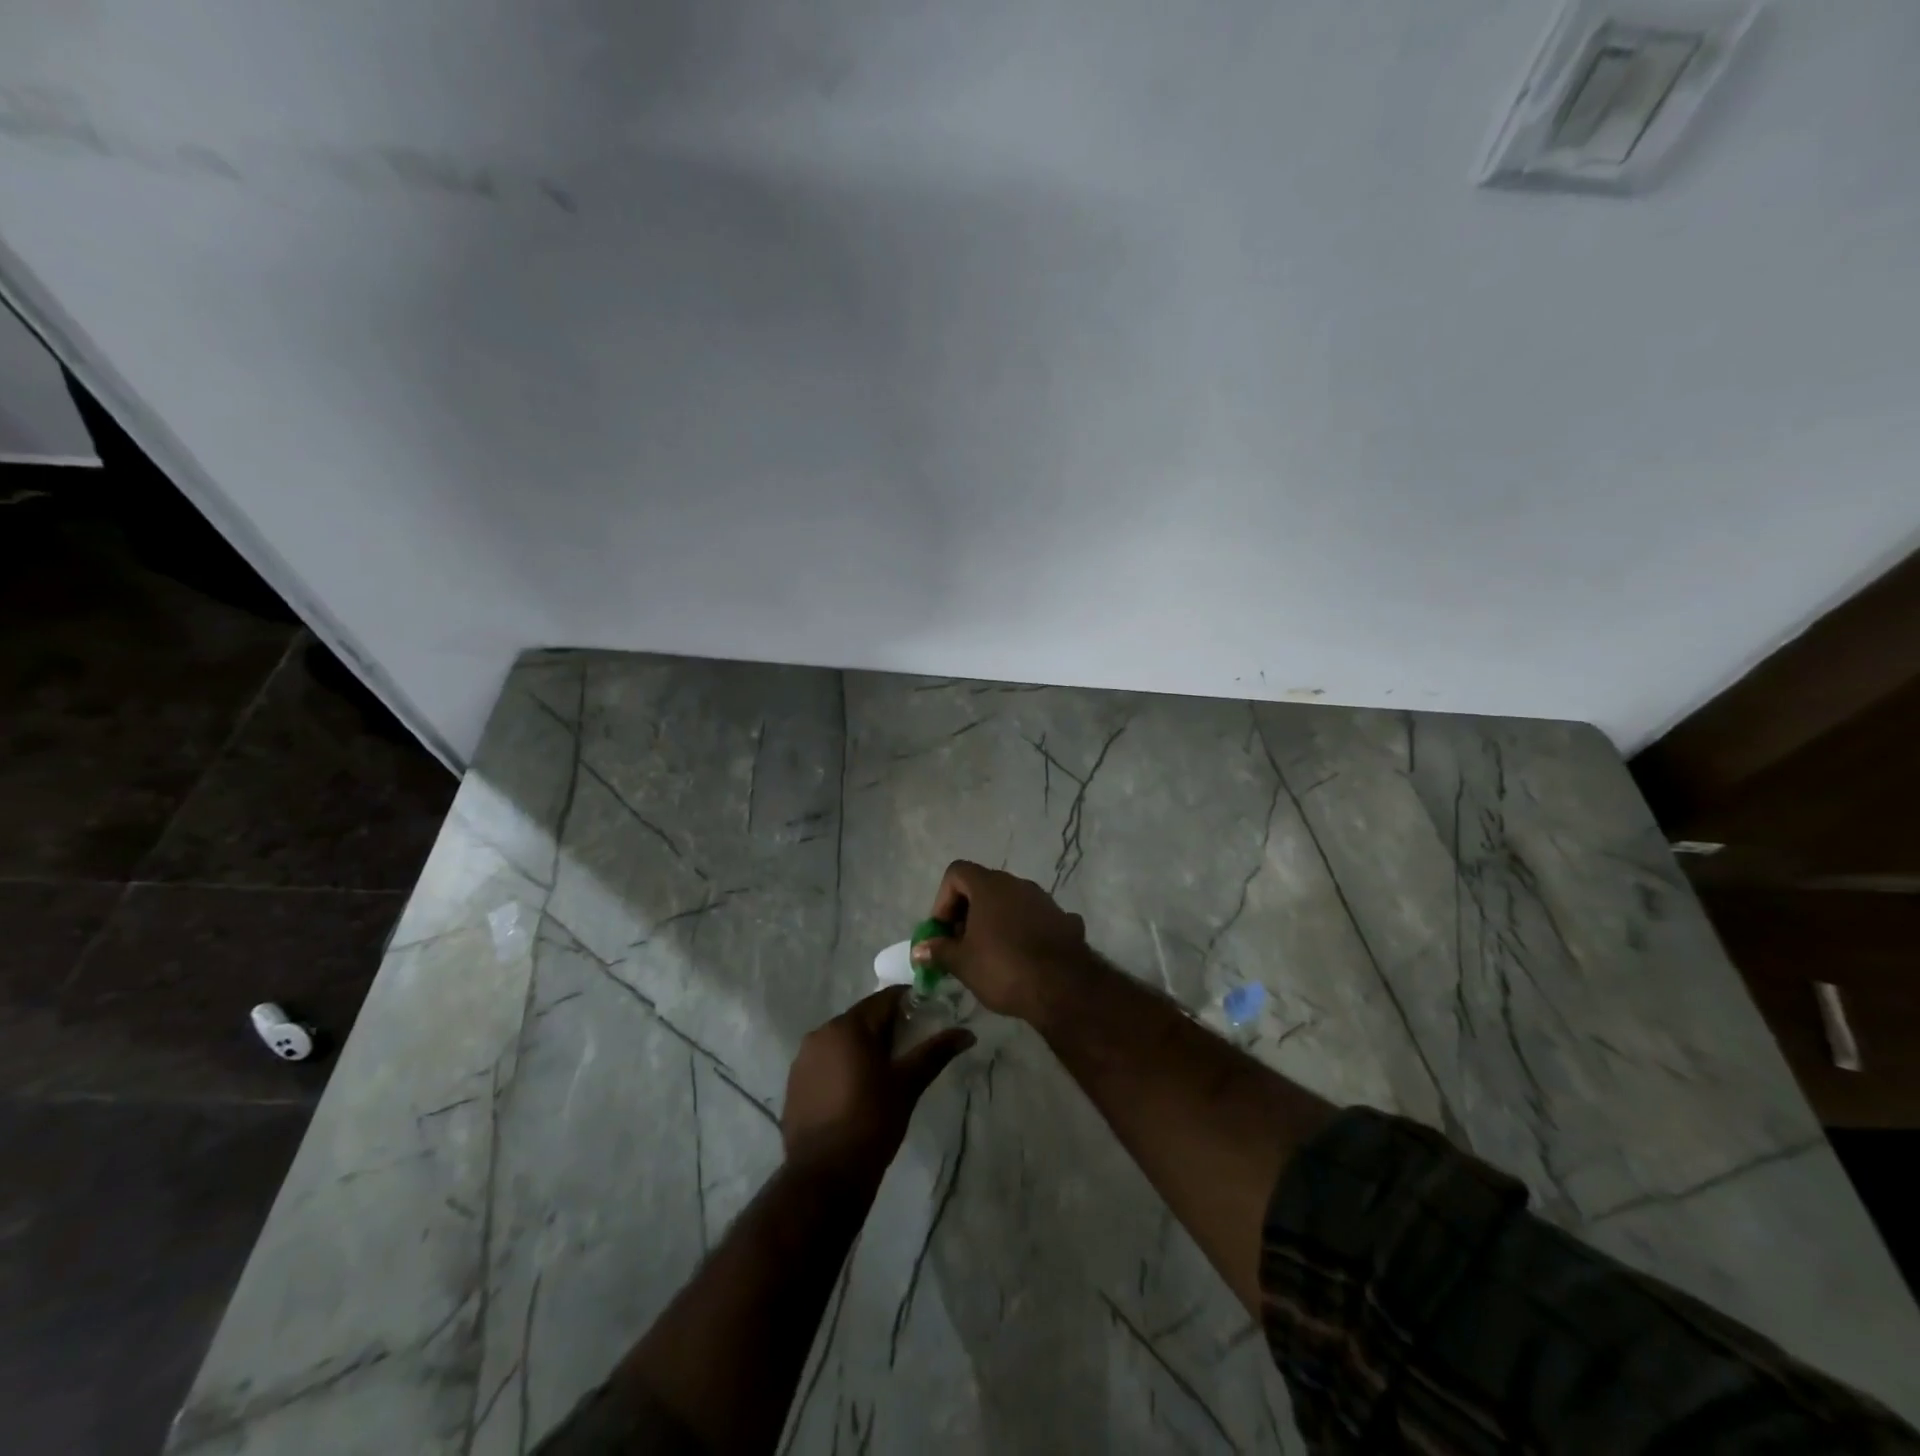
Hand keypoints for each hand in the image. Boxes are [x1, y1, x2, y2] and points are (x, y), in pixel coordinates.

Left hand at [782, 987, 974, 1180]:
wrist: (825, 1176)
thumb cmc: (872, 1122)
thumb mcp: (908, 1084)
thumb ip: (936, 1052)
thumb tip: (967, 1033)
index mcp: (849, 1026)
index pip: (884, 999)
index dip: (908, 1003)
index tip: (927, 1016)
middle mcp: (821, 1033)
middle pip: (862, 1018)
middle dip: (886, 1028)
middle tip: (910, 1048)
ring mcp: (803, 1059)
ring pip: (842, 1040)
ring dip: (863, 1047)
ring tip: (884, 1072)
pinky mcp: (794, 1083)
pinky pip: (825, 1062)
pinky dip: (843, 1066)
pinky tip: (856, 1091)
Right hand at [911, 861, 1091, 1024]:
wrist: (1063, 987)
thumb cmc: (1003, 968)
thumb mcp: (962, 963)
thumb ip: (939, 951)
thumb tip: (919, 950)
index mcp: (990, 886)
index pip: (957, 872)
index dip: (943, 899)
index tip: (944, 930)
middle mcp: (1018, 884)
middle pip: (984, 886)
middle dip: (968, 912)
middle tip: (962, 944)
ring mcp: (1045, 900)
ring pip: (1011, 902)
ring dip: (997, 921)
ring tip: (992, 954)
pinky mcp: (1064, 919)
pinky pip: (1035, 919)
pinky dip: (1024, 932)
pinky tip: (1024, 958)